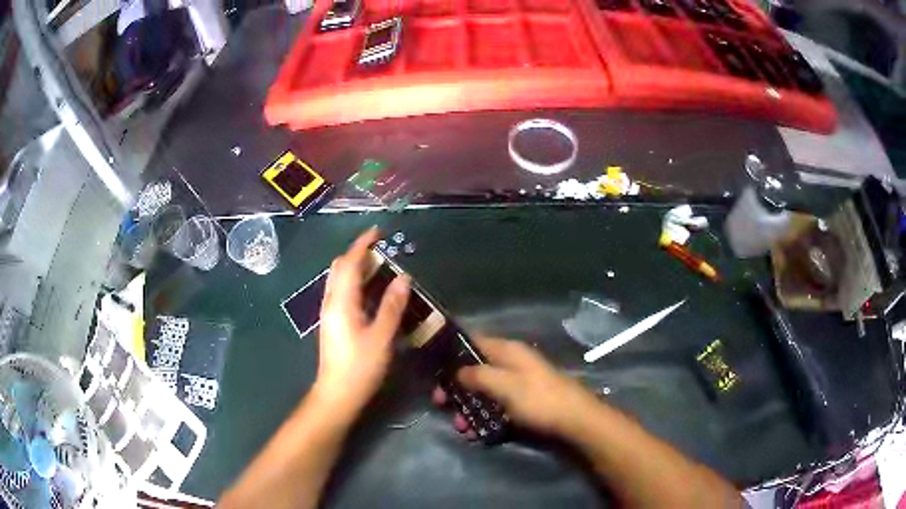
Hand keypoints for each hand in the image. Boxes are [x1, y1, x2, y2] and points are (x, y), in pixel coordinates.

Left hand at [314, 228, 409, 414]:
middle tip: (382, 252)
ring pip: (339, 280)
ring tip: (380, 268)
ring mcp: (329, 313)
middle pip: (340, 268)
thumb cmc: (360, 367)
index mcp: (341, 301)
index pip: (349, 263)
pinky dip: (354, 283)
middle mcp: (331, 302)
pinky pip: (341, 292)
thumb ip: (392, 306)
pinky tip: (370, 294)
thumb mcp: (381, 337)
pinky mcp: (332, 323)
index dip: (362, 244)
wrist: (337, 394)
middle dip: (358, 254)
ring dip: (356, 268)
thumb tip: (403, 277)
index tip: (378, 232)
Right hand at [433, 338, 599, 439]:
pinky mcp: (521, 401)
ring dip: (468, 408)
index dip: (451, 352)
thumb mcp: (504, 385)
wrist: (574, 419)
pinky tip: (475, 432)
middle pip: (474, 370)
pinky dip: (483, 416)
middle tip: (440, 404)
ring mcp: (516, 383)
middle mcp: (510, 362)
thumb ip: (477, 375)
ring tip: (461, 427)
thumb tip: (455, 371)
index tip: (433, 369)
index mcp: (507, 350)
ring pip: (483, 391)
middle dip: (456, 388)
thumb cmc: (538, 398)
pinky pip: (495, 405)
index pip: (472, 341)